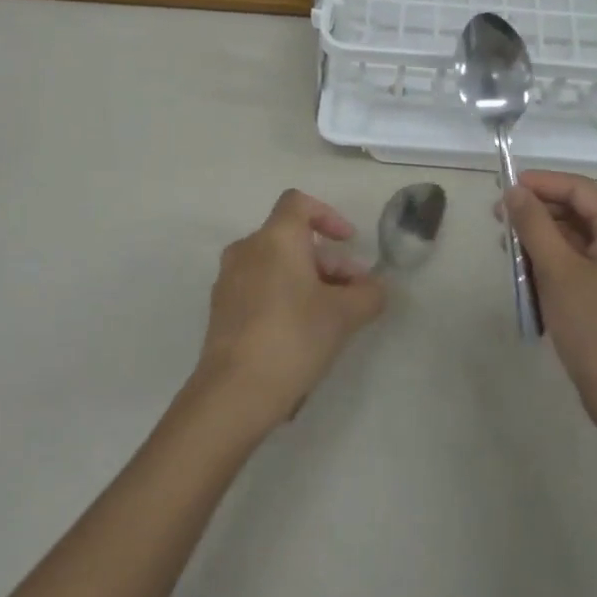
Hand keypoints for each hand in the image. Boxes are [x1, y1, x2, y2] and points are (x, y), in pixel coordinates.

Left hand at [194, 190, 386, 433]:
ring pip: (276, 265)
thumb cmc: (293, 338)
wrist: (233, 393)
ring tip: (333, 318)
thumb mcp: (344, 316)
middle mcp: (247, 249)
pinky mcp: (221, 309)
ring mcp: (229, 280)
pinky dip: (284, 297)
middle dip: (328, 262)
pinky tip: (302, 334)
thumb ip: (368, 294)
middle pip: (292, 239)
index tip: (348, 242)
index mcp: (274, 238)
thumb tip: (375, 288)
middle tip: (354, 295)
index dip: (328, 215)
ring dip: (308, 281)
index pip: (299, 203)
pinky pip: (259, 288)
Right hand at [504, 172, 596, 429]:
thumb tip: (514, 191)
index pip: (580, 190)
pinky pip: (580, 263)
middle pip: (579, 212)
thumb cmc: (596, 328)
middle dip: (538, 212)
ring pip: (577, 239)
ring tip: (507, 248)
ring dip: (542, 239)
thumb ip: (534, 225)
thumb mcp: (558, 271)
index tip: (504, 187)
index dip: (541, 183)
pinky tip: (526, 271)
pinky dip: (553, 262)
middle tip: (498, 219)